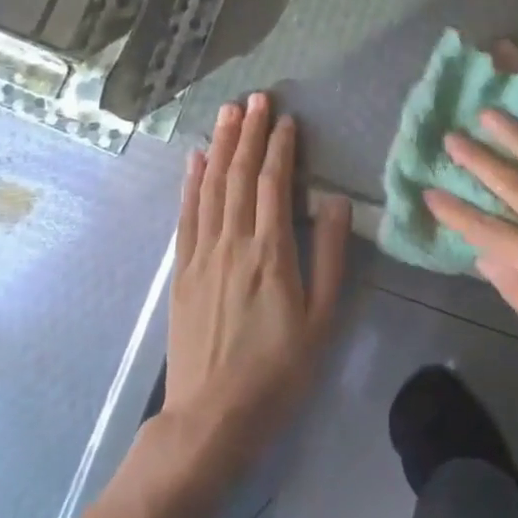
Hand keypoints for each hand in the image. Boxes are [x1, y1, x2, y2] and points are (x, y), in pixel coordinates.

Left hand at [160, 93, 349, 478]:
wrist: (212, 419)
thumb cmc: (279, 370)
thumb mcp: (323, 317)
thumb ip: (331, 255)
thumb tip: (335, 202)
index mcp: (272, 252)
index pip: (274, 183)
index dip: (280, 147)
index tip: (286, 119)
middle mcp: (233, 243)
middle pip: (239, 176)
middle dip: (249, 133)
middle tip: (256, 98)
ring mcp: (202, 255)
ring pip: (211, 187)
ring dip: (220, 147)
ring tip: (228, 114)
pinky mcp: (182, 272)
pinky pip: (186, 216)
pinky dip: (190, 183)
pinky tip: (194, 160)